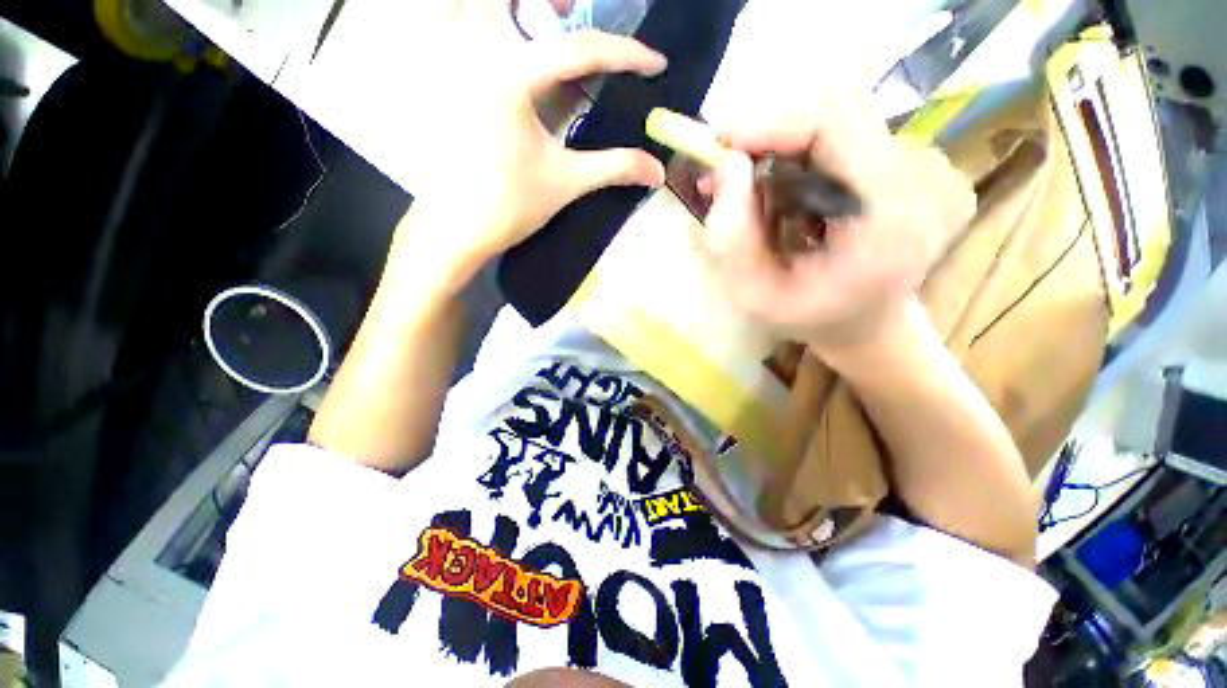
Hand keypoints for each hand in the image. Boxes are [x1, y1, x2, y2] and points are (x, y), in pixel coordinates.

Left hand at [399, 0, 666, 277]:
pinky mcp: (440, 81)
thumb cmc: (509, 206)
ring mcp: (450, 62)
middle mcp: (475, 52)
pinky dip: (475, 24)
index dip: (625, 55)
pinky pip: (451, 29)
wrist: (457, 230)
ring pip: (467, 5)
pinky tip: (501, 48)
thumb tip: (658, 171)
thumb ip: (615, 167)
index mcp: (511, 77)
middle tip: (569, 13)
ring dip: (506, 9)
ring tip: (536, 24)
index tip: (655, 65)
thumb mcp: (567, 182)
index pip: (580, 48)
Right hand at [697, 101, 974, 351]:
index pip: (837, 127)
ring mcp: (926, 168)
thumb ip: (731, 237)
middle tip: (726, 171)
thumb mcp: (753, 294)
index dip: (773, 123)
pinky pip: (848, 137)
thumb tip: (726, 164)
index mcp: (889, 221)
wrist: (867, 324)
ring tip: (752, 192)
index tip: (721, 140)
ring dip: (783, 150)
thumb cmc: (808, 318)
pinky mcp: (914, 164)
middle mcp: (921, 182)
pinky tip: (786, 193)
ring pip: (838, 124)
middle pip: (837, 116)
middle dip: (771, 138)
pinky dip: (804, 155)